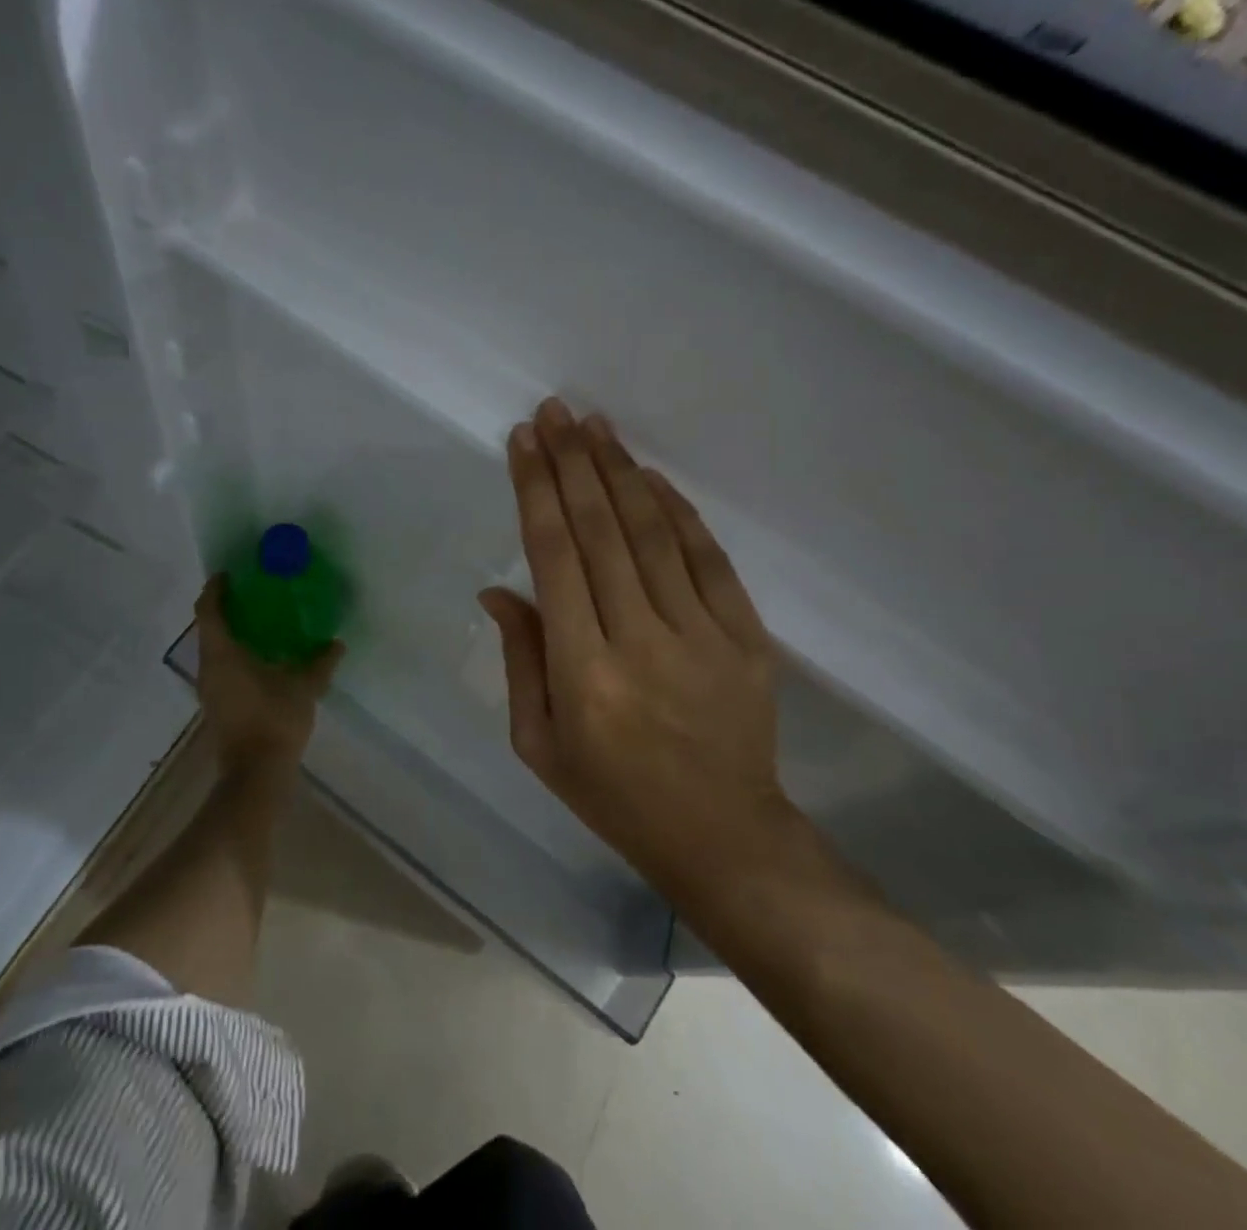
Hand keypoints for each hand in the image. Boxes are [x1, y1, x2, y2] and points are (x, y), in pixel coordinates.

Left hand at [194, 575, 343, 785]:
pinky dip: (237, 654)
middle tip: (255, 595)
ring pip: (215, 650)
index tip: (230, 574)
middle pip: (210, 628)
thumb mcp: (304, 687)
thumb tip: (336, 643)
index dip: (216, 589)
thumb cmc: (274, 721)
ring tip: (263, 624)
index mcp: (222, 654)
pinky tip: (264, 658)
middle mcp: (208, 667)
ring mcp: (210, 689)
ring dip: (233, 633)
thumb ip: (320, 662)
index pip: (209, 610)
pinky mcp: (218, 705)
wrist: (255, 775)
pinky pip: (222, 668)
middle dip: (228, 609)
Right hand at [479, 399, 792, 896]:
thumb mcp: (539, 744)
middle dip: (573, 462)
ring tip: (596, 425)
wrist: (722, 835)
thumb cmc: (614, 795)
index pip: (554, 558)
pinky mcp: (747, 637)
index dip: (537, 491)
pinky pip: (708, 559)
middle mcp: (640, 641)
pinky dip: (677, 512)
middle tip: (555, 412)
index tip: (523, 442)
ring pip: (653, 533)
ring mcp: (702, 635)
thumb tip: (498, 587)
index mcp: (582, 673)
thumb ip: (520, 659)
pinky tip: (651, 477)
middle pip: (601, 531)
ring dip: (621, 472)